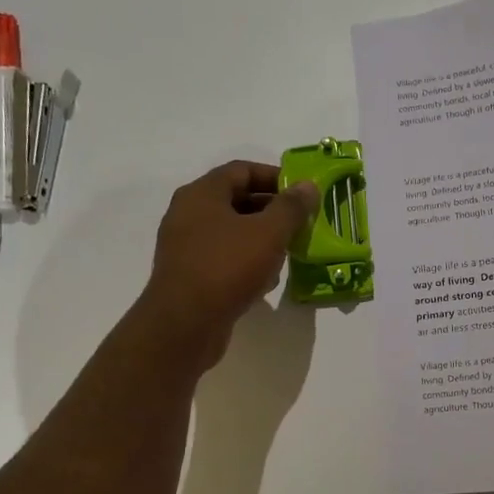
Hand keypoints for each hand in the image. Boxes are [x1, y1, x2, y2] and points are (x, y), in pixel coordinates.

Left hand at [138, 161, 318, 369]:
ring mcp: (186, 246)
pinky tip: (266, 280)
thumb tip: (308, 186)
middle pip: (236, 200)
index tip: (302, 192)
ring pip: (231, 232)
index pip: (242, 170)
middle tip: (301, 223)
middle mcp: (188, 214)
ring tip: (289, 252)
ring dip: (261, 239)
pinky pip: (223, 258)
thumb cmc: (227, 267)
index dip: (274, 176)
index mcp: (202, 194)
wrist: (184, 324)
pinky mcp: (190, 275)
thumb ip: (291, 207)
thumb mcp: (268, 233)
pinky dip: (246, 262)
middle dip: (272, 210)